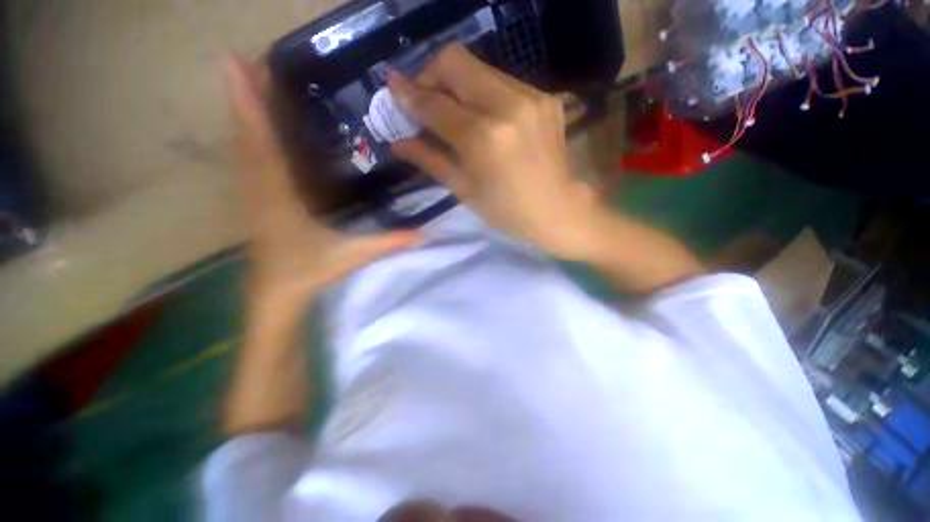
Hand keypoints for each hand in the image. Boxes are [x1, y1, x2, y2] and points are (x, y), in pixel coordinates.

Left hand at [226, 54, 419, 312]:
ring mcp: (253, 195)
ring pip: (242, 147)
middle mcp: (260, 189)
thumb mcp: (352, 256)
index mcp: (280, 199)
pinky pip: (247, 162)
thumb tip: (424, 234)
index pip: (264, 144)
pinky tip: (252, 126)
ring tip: (246, 81)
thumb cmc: (308, 273)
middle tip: (243, 58)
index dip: (250, 105)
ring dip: (242, 113)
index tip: (237, 64)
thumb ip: (387, 243)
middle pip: (247, 137)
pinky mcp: (254, 201)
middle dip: (243, 97)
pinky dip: (247, 137)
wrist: (275, 295)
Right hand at [387, 44, 599, 258]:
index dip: (409, 95)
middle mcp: (508, 106)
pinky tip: (484, 118)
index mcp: (484, 138)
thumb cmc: (507, 212)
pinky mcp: (546, 97)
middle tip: (425, 102)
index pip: (435, 103)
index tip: (394, 90)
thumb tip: (398, 143)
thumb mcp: (465, 190)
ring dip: (457, 85)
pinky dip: (482, 94)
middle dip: (431, 76)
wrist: (558, 210)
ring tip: (453, 113)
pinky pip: (502, 82)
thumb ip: (430, 160)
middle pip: (455, 61)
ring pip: (479, 68)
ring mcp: (532, 97)